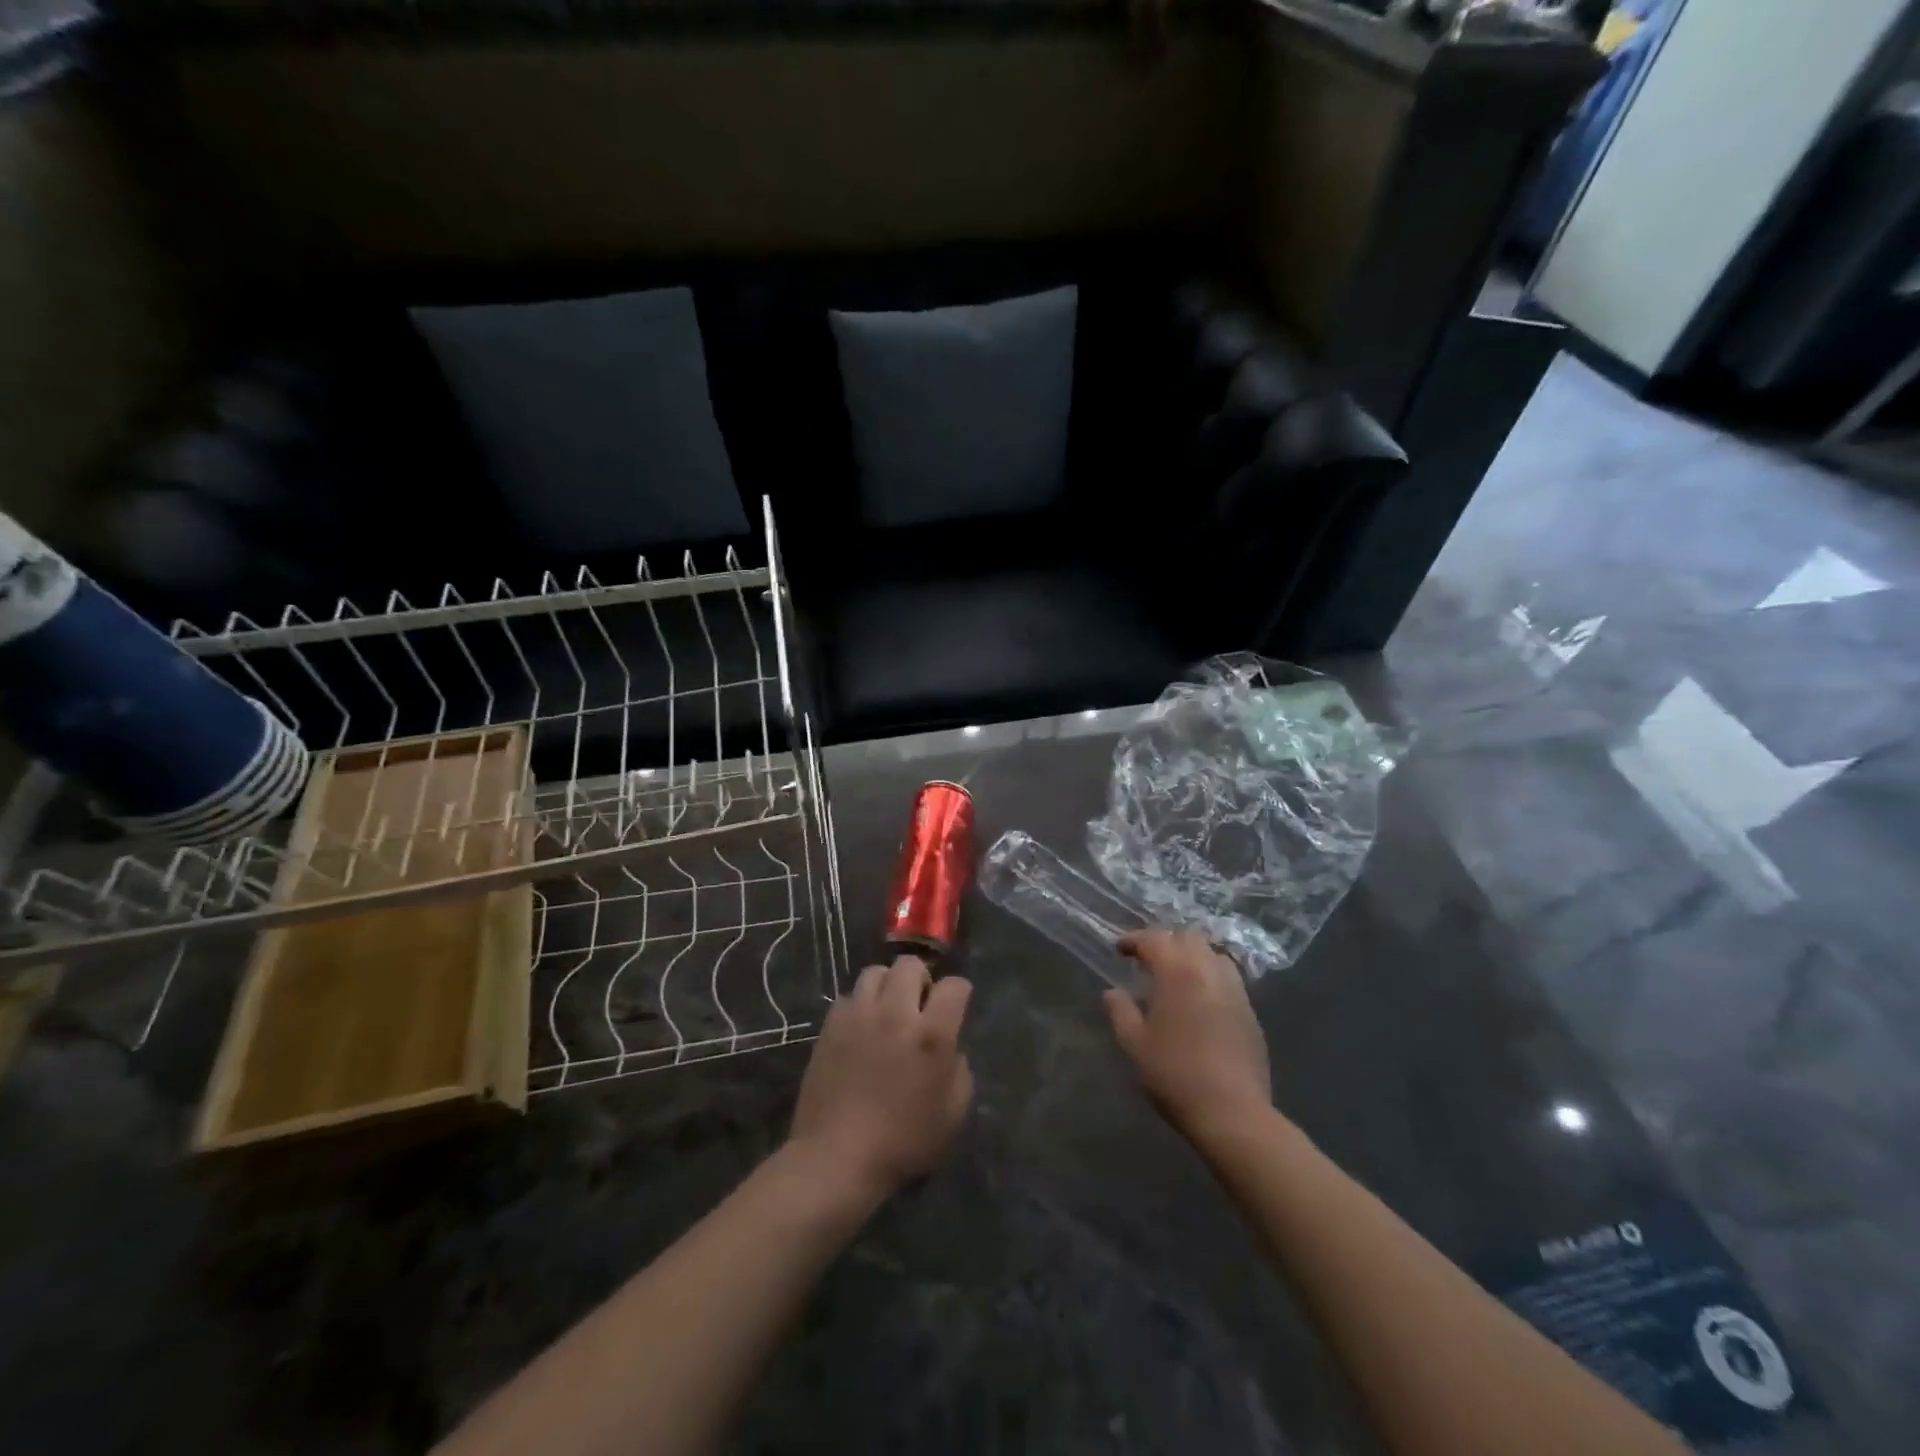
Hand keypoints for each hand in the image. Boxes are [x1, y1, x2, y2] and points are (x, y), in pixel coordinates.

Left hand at [788, 957, 973, 1198]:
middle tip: (918, 1005)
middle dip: (921, 979)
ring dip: (887, 985)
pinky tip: (860, 1028)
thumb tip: (950, 1050)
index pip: (954, 986)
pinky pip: (848, 997)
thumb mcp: (952, 1116)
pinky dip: (859, 1005)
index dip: (959, 993)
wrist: (837, 1157)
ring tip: (886, 1010)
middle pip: (910, 965)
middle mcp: (896, 1013)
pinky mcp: (831, 1025)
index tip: (956, 1007)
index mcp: (932, 1035)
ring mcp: (859, 1015)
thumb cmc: (902, 1143)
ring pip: (875, 972)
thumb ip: (960, 1072)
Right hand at [1104, 928, 1271, 1140]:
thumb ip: (1120, 1012)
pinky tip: (1199, 1001)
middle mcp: (1209, 971)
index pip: (1154, 939)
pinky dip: (1210, 977)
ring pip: (1213, 954)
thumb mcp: (1135, 1045)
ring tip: (1176, 978)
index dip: (1134, 940)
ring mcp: (1235, 990)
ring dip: (1192, 956)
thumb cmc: (1175, 1075)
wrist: (1232, 1113)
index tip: (1120, 950)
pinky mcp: (1250, 1012)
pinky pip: (1228, 979)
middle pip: (1188, 937)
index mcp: (1177, 973)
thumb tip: (1112, 993)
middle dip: (1166, 942)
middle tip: (1148, 962)